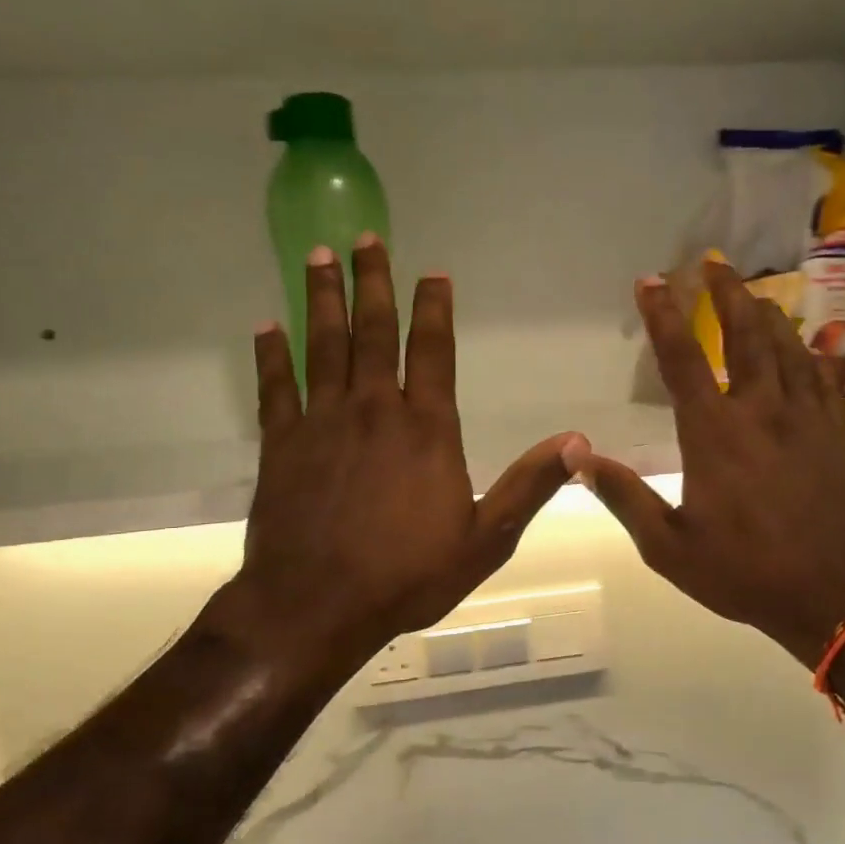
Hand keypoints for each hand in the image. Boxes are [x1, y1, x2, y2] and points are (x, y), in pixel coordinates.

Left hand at [207, 235, 585, 685]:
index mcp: (427, 429)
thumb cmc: (407, 575)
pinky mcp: (280, 444)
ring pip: (323, 345)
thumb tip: (578, 441)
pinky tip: (266, 327)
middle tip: (365, 237)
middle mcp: (374, 410)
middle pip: (373, 332)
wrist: (316, 606)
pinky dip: (271, 355)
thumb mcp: (486, 539)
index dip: (432, 308)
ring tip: (318, 256)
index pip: (433, 351)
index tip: (431, 272)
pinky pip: (276, 387)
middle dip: (372, 282)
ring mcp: (322, 422)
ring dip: (323, 299)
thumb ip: (529, 486)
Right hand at [579, 261, 844, 667]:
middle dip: (727, 295)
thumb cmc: (746, 573)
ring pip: (789, 349)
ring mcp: (807, 421)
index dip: (663, 316)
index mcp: (715, 435)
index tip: (651, 281)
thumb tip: (579, 456)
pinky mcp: (838, 436)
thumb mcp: (669, 547)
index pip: (683, 360)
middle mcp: (762, 413)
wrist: (837, 597)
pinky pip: (827, 380)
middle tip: (713, 264)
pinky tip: (811, 345)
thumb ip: (624, 497)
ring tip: (755, 294)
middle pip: (746, 336)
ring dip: (769, 315)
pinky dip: (814, 354)